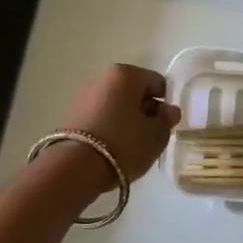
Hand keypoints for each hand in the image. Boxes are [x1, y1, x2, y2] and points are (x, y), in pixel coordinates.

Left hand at [59, 63, 180, 185]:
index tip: (168, 124)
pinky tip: (116, 149)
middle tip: (153, 136)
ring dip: (129, 121)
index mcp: (126, 75)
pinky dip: (112, 128)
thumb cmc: (124, 143)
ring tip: (134, 146)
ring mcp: (85, 97)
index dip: (166, 103)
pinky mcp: (73, 117)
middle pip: (135, 93)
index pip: (158, 83)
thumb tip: (169, 111)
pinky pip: (103, 118)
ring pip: (118, 106)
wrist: (76, 167)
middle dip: (146, 111)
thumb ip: (166, 120)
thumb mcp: (156, 135)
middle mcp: (103, 79)